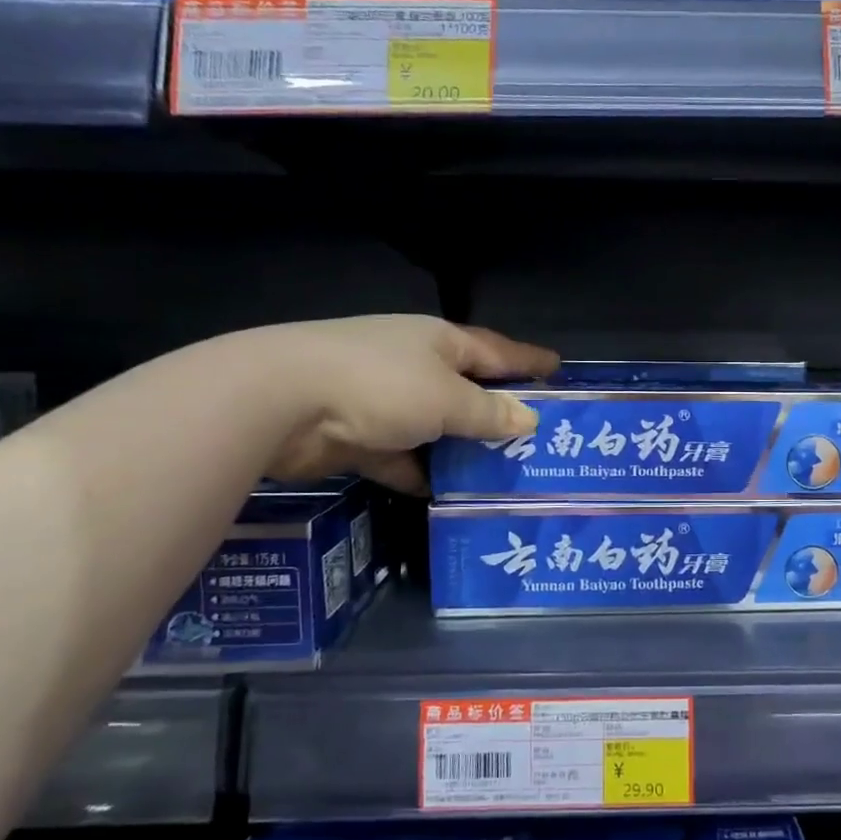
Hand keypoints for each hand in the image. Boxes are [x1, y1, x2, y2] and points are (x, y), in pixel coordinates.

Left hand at [215, 315, 556, 491]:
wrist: (281, 403)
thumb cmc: (380, 386)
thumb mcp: (447, 399)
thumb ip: (489, 413)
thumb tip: (530, 419)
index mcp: (439, 343)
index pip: (496, 350)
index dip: (528, 361)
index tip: (559, 369)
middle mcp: (413, 366)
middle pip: (467, 390)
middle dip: (498, 411)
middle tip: (537, 436)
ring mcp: (382, 401)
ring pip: (435, 428)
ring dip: (461, 450)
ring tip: (500, 474)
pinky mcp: (358, 437)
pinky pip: (402, 457)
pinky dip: (420, 473)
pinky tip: (445, 496)